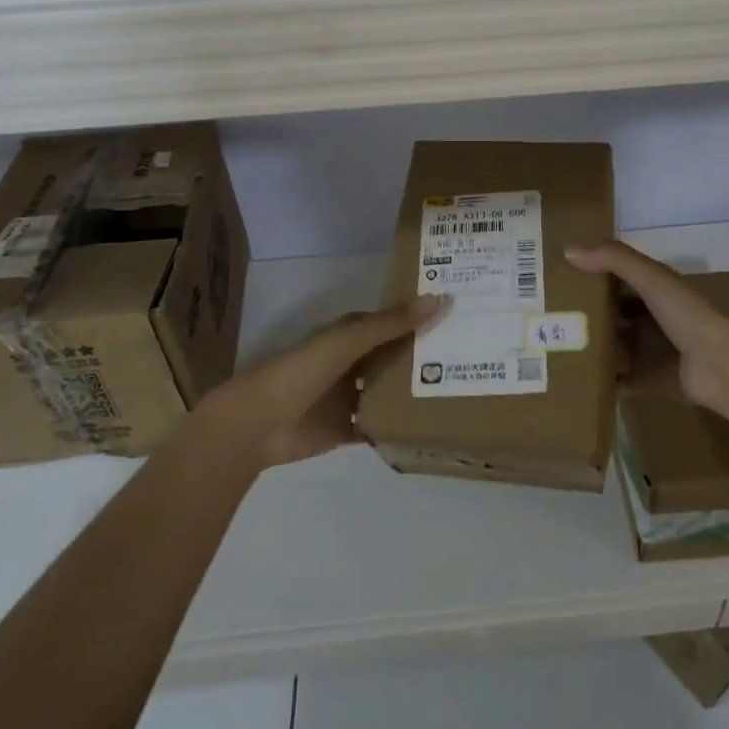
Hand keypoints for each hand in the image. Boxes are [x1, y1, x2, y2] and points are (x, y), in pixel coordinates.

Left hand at [196, 296, 440, 468]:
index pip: (391, 322)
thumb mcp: (348, 340)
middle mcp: (352, 363)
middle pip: (394, 357)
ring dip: (414, 391)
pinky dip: (399, 426)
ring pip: (389, 391)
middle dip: (424, 356)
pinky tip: (430, 427)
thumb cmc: (302, 371)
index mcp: (349, 335)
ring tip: (459, 389)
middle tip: (471, 355)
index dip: (420, 318)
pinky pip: (379, 426)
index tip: (458, 315)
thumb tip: (439, 299)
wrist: (258, 423)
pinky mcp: (347, 429)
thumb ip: (391, 323)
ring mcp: (350, 397)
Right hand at [564, 242, 728, 431]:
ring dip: (592, 346)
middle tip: (547, 315)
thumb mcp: (651, 279)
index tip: (557, 276)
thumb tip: (568, 251)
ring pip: (615, 346)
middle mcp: (653, 318)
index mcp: (656, 290)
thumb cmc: (688, 316)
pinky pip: (622, 379)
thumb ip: (614, 260)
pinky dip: (603, 380)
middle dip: (586, 313)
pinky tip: (574, 380)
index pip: (618, 277)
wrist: (724, 368)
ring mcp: (653, 350)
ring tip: (553, 347)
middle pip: (614, 313)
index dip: (591, 274)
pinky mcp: (652, 380)